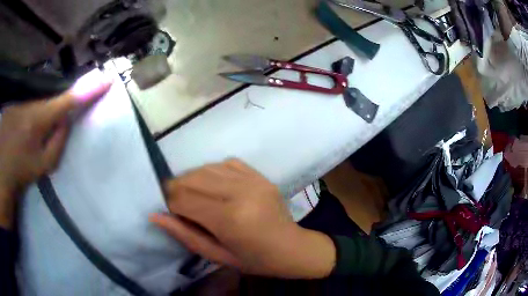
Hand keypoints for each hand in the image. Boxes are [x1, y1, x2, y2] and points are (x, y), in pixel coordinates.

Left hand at [0, 70, 111, 228]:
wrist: (1, 169)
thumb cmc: (20, 171)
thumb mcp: (42, 166)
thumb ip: (58, 142)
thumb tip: (67, 120)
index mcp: (38, 121)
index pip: (68, 100)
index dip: (88, 90)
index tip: (107, 79)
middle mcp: (30, 103)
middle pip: (53, 95)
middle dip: (62, 102)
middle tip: (62, 116)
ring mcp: (21, 99)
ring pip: (41, 96)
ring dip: (46, 106)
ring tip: (38, 126)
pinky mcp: (15, 100)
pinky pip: (31, 99)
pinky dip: (34, 107)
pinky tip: (27, 124)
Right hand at [150, 159, 335, 278]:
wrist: (291, 248)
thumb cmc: (254, 260)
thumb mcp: (216, 255)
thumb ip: (184, 235)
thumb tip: (154, 215)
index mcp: (229, 219)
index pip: (183, 199)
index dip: (170, 203)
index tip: (170, 212)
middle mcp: (240, 192)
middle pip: (192, 179)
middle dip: (177, 189)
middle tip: (177, 204)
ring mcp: (252, 180)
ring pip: (206, 168)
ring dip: (192, 180)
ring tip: (193, 196)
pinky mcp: (259, 175)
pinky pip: (226, 163)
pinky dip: (212, 172)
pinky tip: (213, 186)